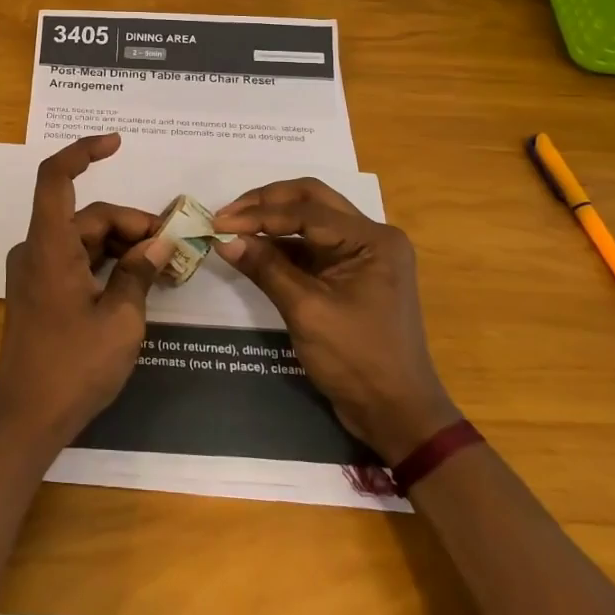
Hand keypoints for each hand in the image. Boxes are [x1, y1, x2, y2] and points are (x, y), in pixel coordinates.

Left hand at [0, 134, 167, 455]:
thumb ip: (139, 273)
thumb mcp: (121, 320)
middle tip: (173, 247)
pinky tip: (137, 280)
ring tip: (164, 266)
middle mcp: (37, 250)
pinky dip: (106, 262)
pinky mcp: (40, 291)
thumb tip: (158, 245)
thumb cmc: (74, 367)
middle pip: (87, 215)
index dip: (83, 151)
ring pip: (84, 238)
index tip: (117, 143)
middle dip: (132, 225)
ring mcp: (36, 271)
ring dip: (122, 245)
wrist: (26, 419)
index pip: (55, 177)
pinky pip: (76, 260)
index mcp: (49, 246)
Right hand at [213, 178, 457, 464]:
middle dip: (266, 203)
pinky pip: (312, 246)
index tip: (218, 222)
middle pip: (311, 200)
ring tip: (232, 227)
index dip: (258, 215)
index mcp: (372, 239)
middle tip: (227, 214)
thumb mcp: (307, 312)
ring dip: (272, 221)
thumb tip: (225, 240)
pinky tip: (252, 249)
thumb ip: (266, 268)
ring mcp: (362, 255)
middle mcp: (371, 237)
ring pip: (310, 219)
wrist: (396, 414)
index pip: (306, 212)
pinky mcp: (350, 274)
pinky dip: (282, 244)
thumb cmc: (357, 360)